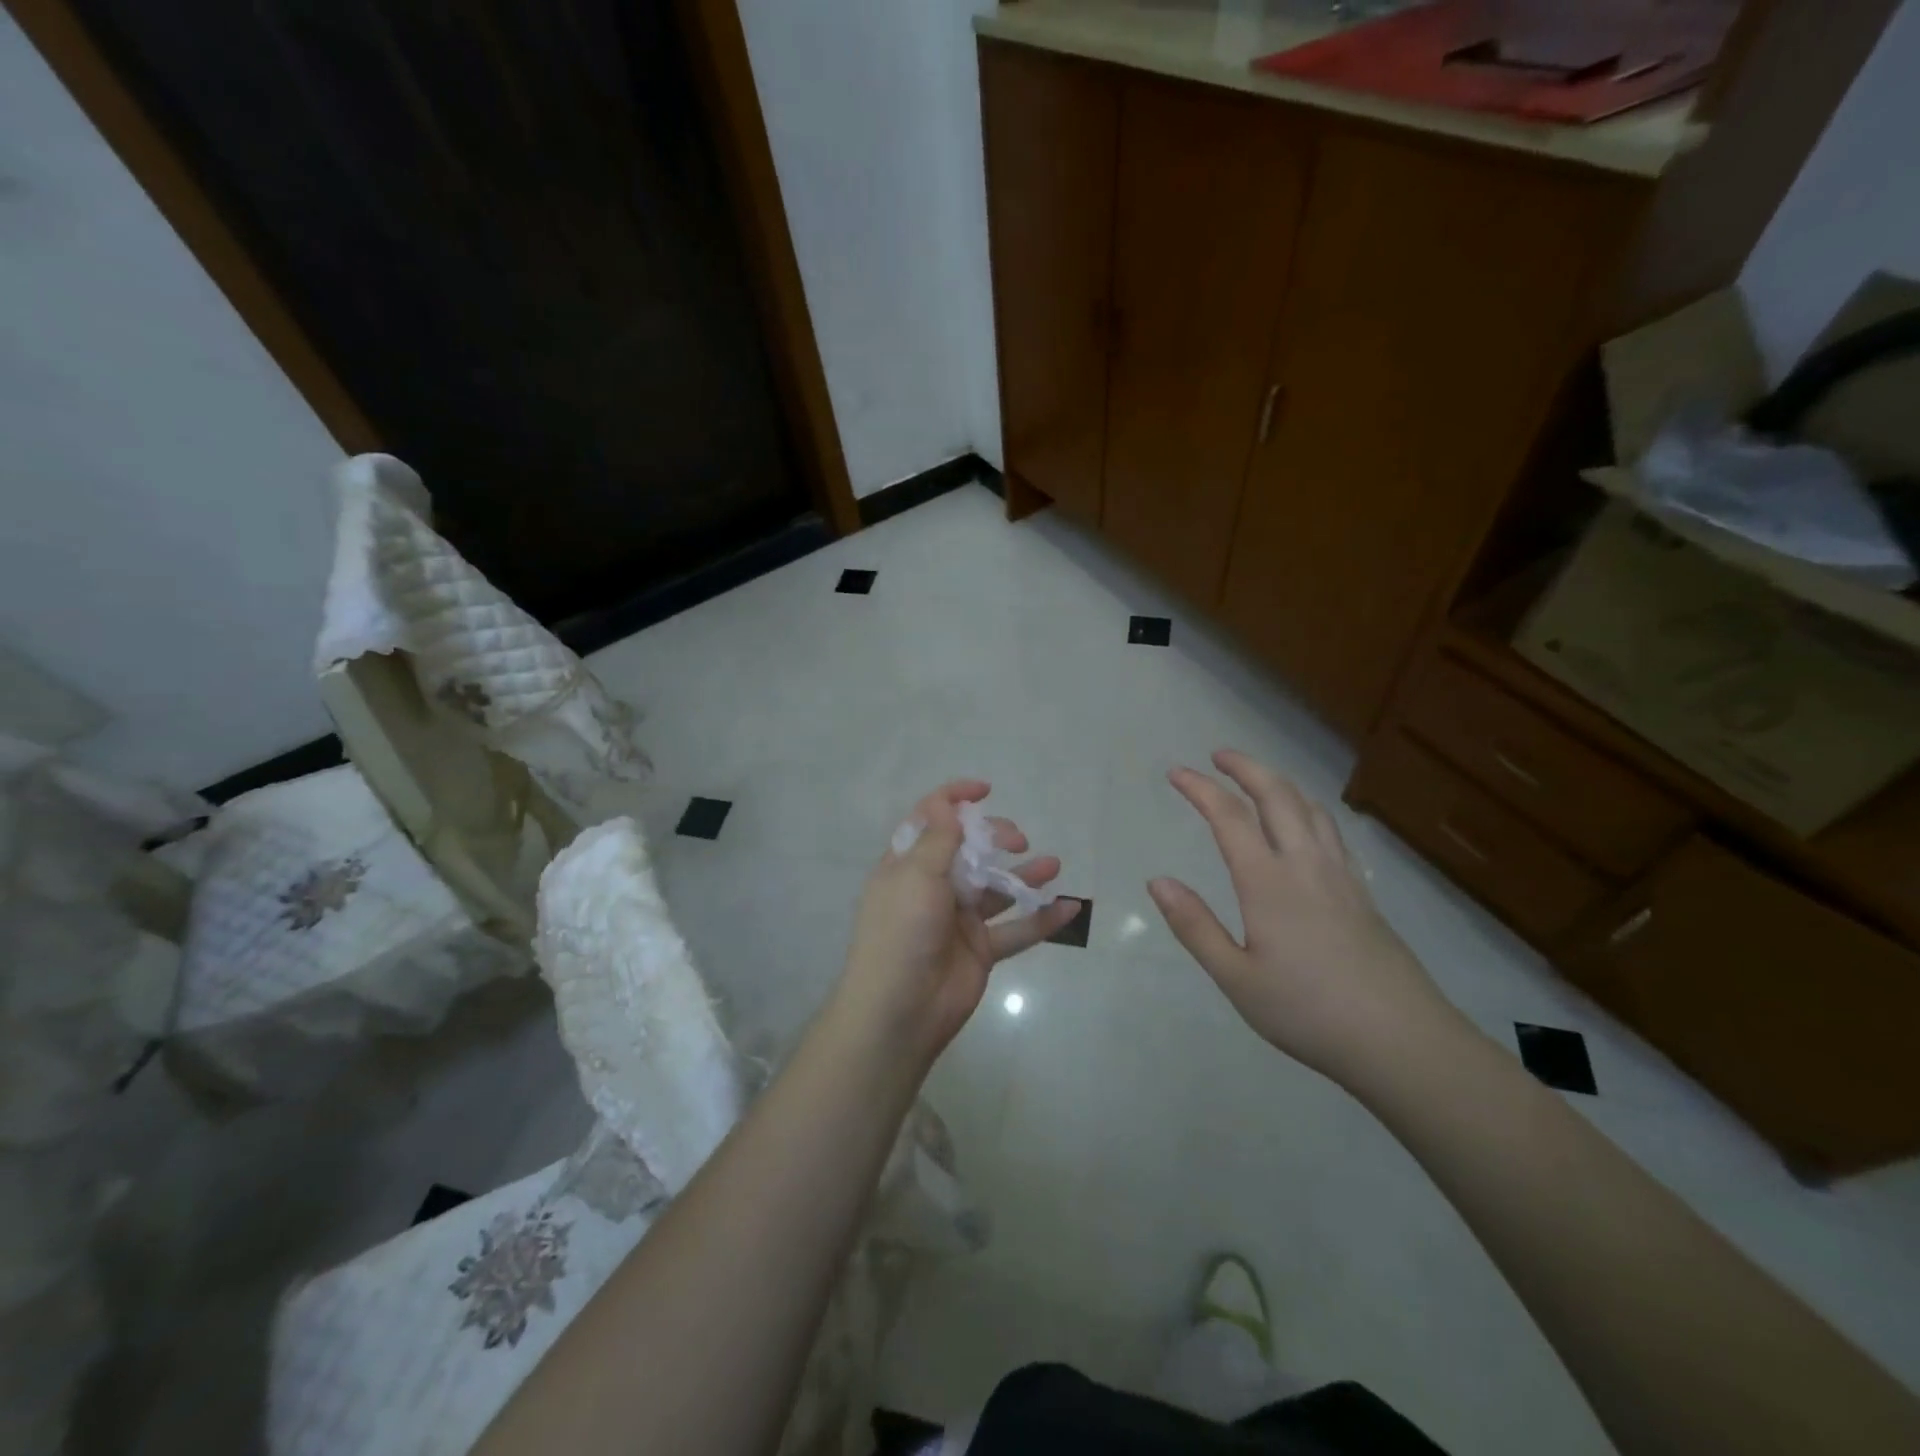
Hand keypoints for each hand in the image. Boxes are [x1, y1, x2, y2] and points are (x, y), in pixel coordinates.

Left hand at [837, 780, 1080, 1065]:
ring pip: (997, 889)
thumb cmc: (901, 934)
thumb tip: (947, 803)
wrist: (900, 1012)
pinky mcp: (980, 950)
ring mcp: (958, 920)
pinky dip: (1042, 919)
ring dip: (1025, 875)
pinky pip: (1016, 929)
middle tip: (1017, 840)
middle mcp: (933, 887)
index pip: (930, 821)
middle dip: (996, 838)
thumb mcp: (914, 877)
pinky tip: (1069, 907)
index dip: (954, 799)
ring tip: (1054, 864)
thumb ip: (938, 840)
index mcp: (908, 865)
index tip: (985, 789)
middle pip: (970, 851)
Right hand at [1147, 750, 1457, 1082]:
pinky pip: (1332, 832)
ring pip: (1311, 809)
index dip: (1201, 789)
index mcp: (1269, 883)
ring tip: (1258, 780)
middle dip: (1246, 768)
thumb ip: (1195, 926)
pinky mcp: (1363, 894)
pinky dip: (1309, 810)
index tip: (1176, 772)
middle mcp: (1306, 866)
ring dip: (1280, 783)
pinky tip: (1306, 825)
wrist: (1401, 1041)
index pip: (1230, 818)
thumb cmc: (1308, 1012)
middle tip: (1219, 755)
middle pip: (1278, 797)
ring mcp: (1341, 877)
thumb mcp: (1236, 978)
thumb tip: (1157, 881)